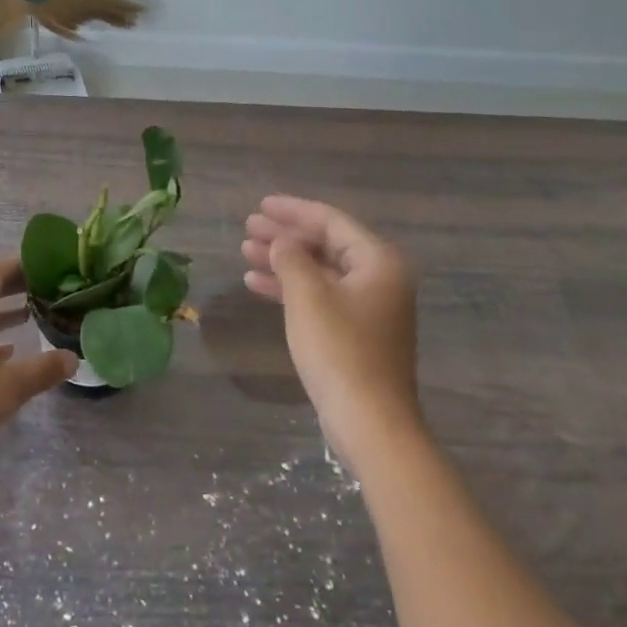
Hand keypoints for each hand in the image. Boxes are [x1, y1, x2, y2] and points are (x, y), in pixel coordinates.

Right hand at [242, 196, 422, 464]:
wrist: (369, 421)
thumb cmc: (340, 350)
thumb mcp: (308, 297)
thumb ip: (291, 259)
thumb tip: (282, 242)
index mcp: (378, 261)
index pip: (331, 221)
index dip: (293, 210)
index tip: (260, 205)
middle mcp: (380, 278)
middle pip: (326, 244)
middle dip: (286, 235)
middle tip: (249, 227)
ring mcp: (369, 307)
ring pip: (320, 271)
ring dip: (284, 261)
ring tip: (246, 252)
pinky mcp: (356, 332)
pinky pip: (321, 296)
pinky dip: (291, 288)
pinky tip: (257, 284)